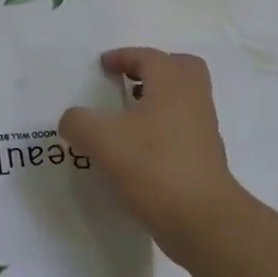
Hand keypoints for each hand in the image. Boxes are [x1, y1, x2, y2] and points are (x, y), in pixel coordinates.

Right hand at [59, 48, 251, 263]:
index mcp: (172, 85)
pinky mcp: (203, 160)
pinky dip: (159, 129)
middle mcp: (193, 101)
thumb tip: (74, 120)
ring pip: (182, 101)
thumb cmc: (152, 166)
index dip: (123, 56)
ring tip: (124, 118)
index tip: (102, 66)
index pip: (149, 57)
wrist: (200, 220)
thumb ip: (78, 121)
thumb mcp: (99, 138)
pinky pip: (180, 130)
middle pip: (181, 69)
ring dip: (156, 101)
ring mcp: (202, 132)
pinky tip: (133, 150)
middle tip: (126, 81)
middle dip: (153, 70)